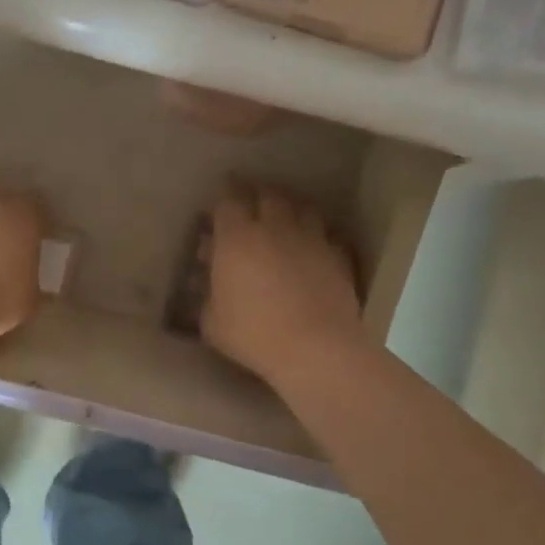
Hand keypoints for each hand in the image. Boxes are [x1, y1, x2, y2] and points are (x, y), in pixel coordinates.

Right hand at [201, 186, 365, 389]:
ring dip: (291, 209)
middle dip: (257, 195)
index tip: (219, 203)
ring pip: (302, 208)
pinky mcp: (338, 256)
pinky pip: (328, 235)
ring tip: (285, 220)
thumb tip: (206, 283)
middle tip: (251, 204)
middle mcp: (274, 228)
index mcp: (236, 239)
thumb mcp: (212, 322)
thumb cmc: (254, 334)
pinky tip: (315, 248)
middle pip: (267, 195)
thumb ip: (206, 296)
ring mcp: (311, 239)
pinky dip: (319, 236)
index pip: (228, 201)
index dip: (223, 198)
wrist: (317, 349)